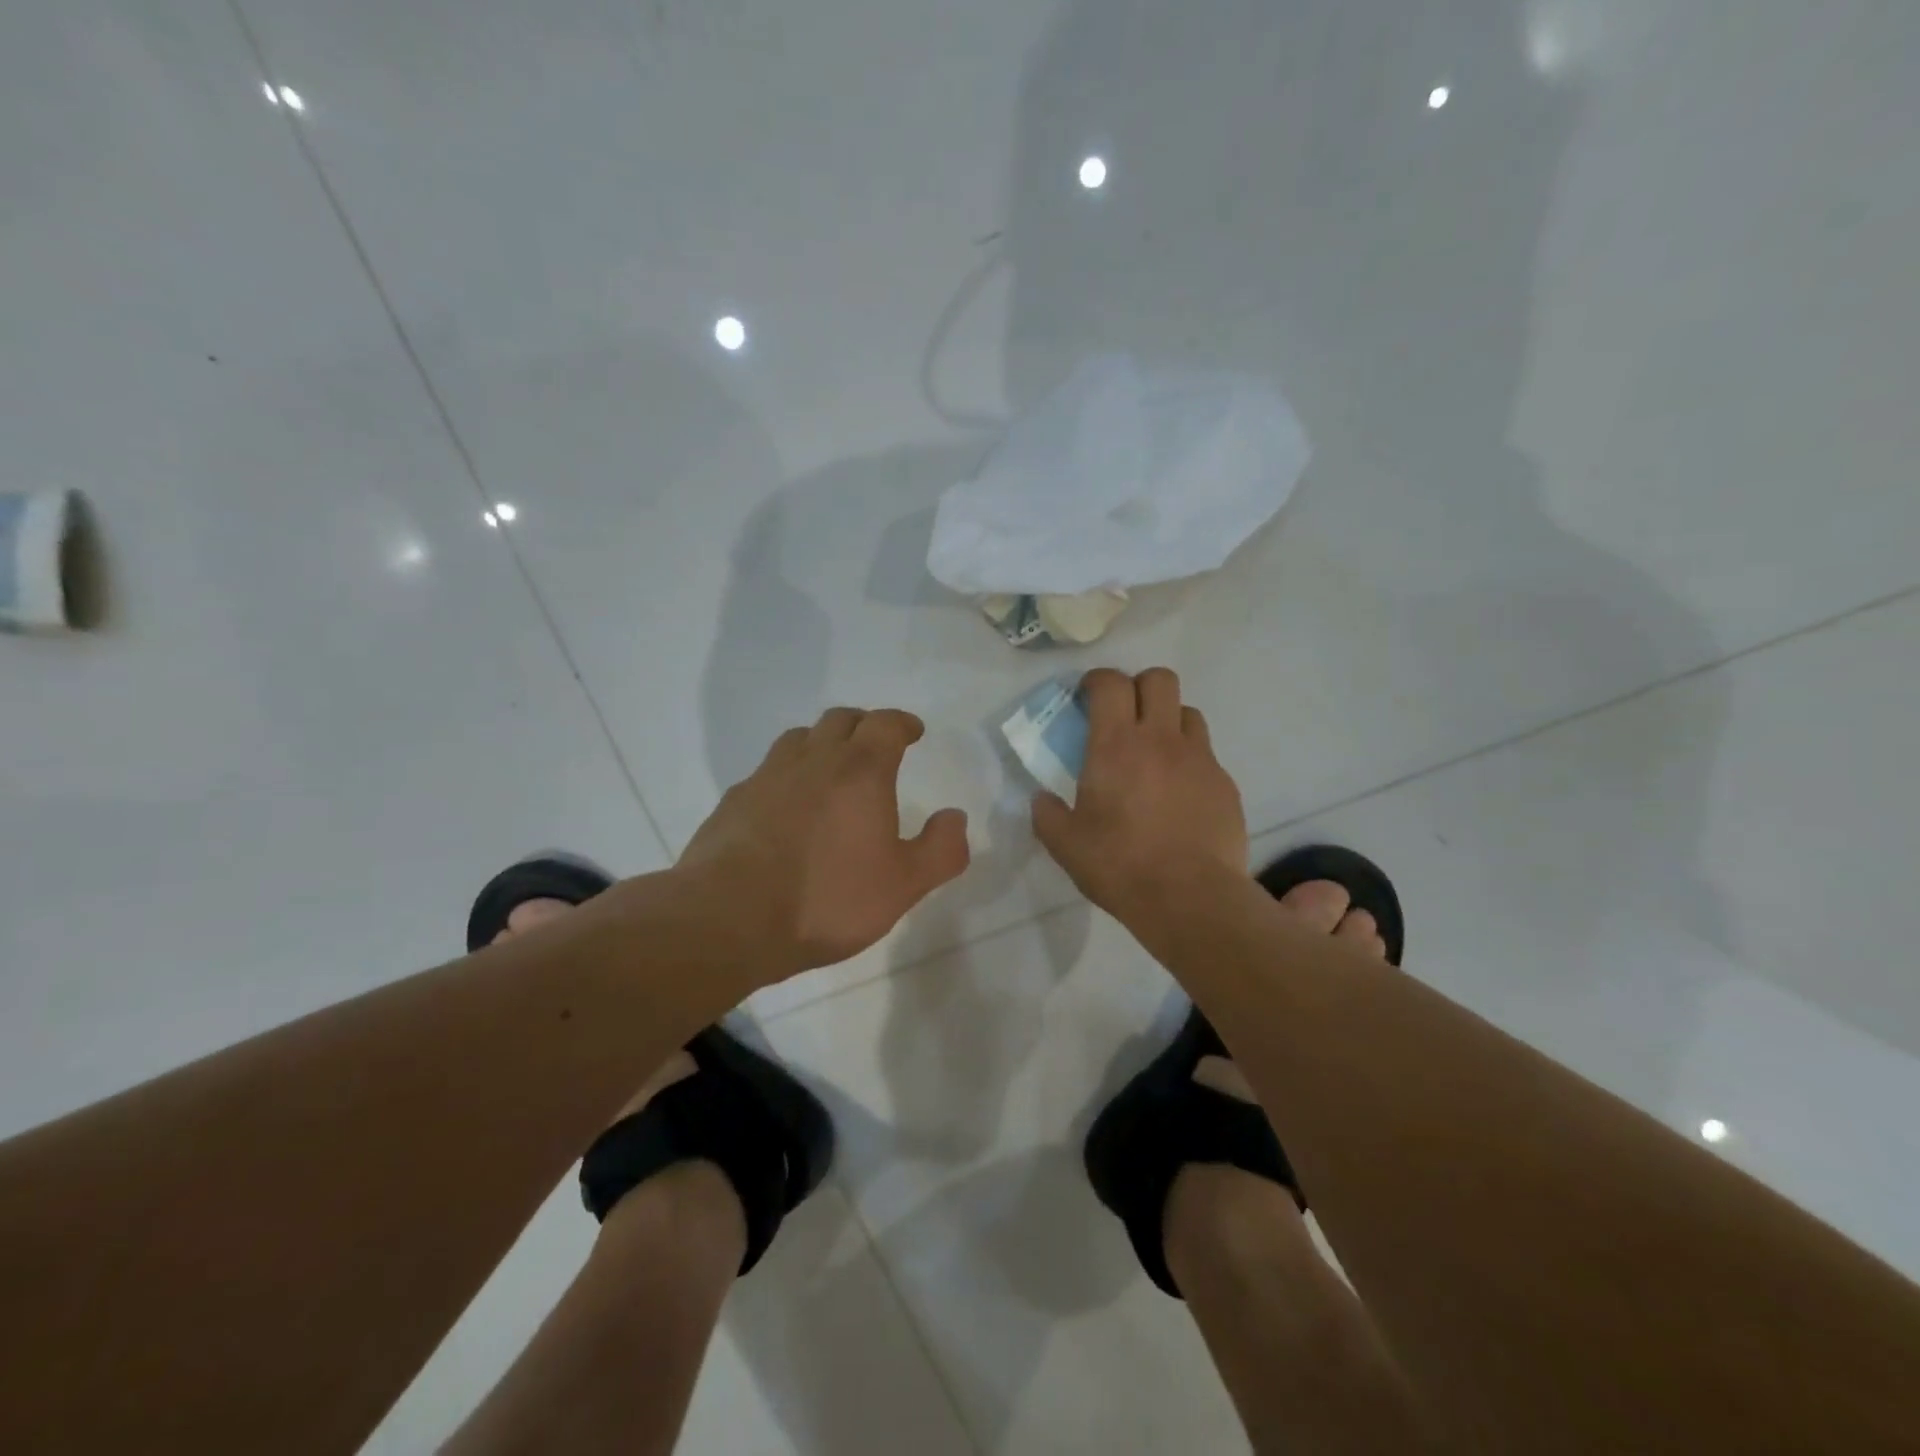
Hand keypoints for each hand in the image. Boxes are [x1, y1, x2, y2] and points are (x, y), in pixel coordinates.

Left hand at [678, 707, 970, 978]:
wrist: (729, 918)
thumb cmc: (827, 898)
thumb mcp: (903, 885)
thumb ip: (941, 849)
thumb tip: (955, 817)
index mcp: (860, 771)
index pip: (885, 724)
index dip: (902, 723)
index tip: (912, 732)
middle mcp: (813, 760)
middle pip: (840, 720)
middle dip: (864, 726)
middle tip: (876, 745)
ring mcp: (767, 777)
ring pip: (798, 739)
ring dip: (821, 743)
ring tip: (831, 768)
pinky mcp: (734, 801)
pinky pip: (767, 772)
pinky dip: (786, 775)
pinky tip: (786, 807)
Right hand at [1032, 668, 1248, 921]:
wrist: (1190, 898)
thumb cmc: (1120, 865)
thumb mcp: (1065, 845)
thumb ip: (1048, 814)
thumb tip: (1042, 799)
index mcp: (1116, 745)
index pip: (1110, 683)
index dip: (1097, 680)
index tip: (1087, 696)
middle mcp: (1161, 739)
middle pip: (1160, 679)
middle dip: (1139, 686)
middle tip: (1125, 715)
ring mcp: (1200, 759)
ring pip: (1189, 712)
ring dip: (1169, 720)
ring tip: (1156, 752)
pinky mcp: (1225, 784)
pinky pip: (1207, 755)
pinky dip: (1190, 761)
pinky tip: (1180, 795)